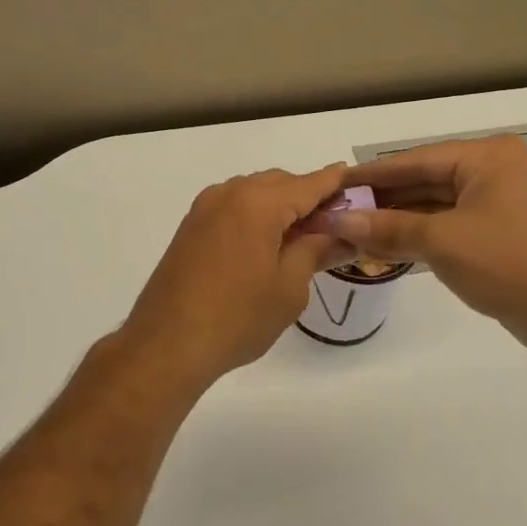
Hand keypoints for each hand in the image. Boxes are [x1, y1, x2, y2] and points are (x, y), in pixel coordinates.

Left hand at [118, 164, 351, 386]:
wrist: (167, 342)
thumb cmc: (237, 316)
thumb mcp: (289, 287)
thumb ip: (316, 250)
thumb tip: (341, 234)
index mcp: (258, 202)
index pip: (309, 183)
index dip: (336, 183)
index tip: (358, 183)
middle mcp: (229, 193)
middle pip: (280, 183)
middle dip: (308, 197)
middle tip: (334, 226)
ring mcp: (205, 208)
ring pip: (254, 193)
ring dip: (280, 206)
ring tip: (301, 239)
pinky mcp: (191, 227)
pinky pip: (233, 208)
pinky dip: (255, 216)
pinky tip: (266, 244)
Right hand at [327, 136, 526, 366]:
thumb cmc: (508, 265)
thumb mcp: (441, 242)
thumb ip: (387, 227)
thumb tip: (337, 221)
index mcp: (489, 157)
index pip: (417, 160)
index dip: (373, 174)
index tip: (336, 181)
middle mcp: (497, 170)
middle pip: (426, 180)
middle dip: (384, 199)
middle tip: (339, 208)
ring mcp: (502, 201)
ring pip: (437, 203)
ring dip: (399, 219)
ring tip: (354, 228)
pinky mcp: (502, 230)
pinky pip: (451, 223)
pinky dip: (421, 233)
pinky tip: (387, 243)